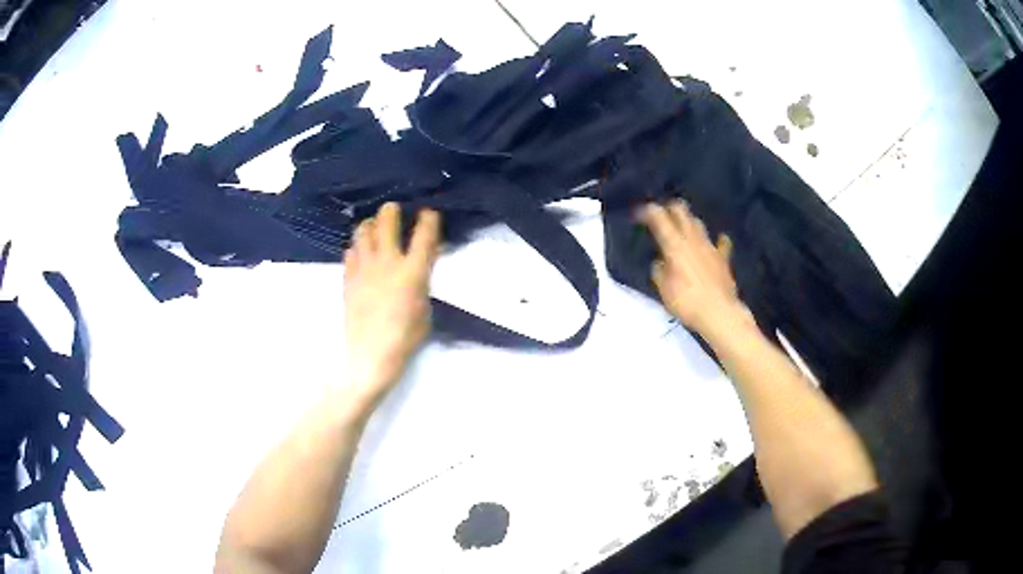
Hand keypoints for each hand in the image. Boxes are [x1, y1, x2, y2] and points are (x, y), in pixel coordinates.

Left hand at [343, 202, 440, 406]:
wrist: (370, 355)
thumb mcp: (425, 310)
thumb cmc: (405, 338)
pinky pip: (350, 251)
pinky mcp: (348, 277)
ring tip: (374, 226)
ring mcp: (364, 268)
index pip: (424, 234)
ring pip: (363, 231)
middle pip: (386, 221)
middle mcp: (387, 262)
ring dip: (371, 225)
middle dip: (392, 211)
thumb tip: (420, 266)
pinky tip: (361, 253)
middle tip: (394, 209)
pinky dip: (357, 246)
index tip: (428, 214)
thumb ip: (422, 283)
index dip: (428, 219)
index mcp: (412, 271)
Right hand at [639, 200, 751, 337]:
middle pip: (681, 211)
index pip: (658, 217)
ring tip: (682, 227)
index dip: (646, 211)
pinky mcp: (723, 258)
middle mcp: (692, 239)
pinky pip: (721, 243)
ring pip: (698, 223)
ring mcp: (710, 247)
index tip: (638, 215)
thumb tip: (660, 263)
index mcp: (674, 245)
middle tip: (660, 215)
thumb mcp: (663, 289)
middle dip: (669, 208)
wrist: (719, 313)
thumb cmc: (687, 302)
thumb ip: (659, 271)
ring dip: (688, 221)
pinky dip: (718, 240)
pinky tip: (717, 240)